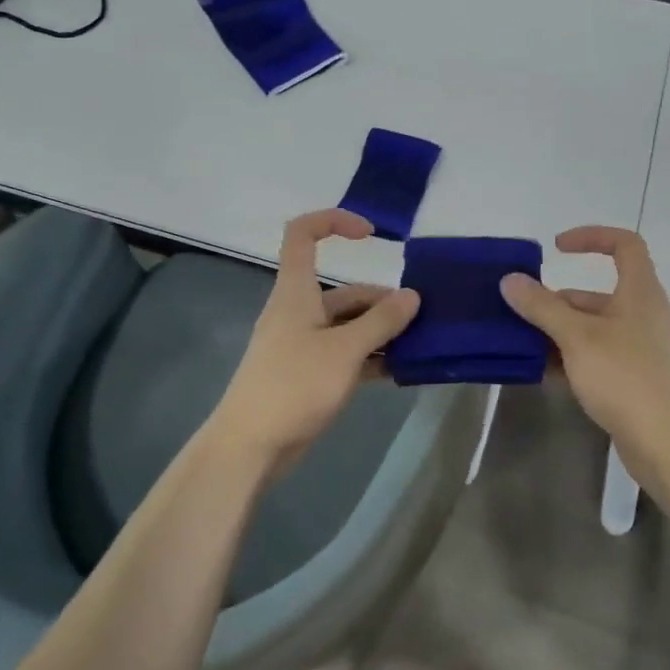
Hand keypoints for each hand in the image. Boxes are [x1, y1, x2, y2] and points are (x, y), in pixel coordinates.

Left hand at [202, 210, 420, 474]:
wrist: (250, 447)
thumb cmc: (294, 386)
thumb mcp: (344, 350)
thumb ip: (381, 322)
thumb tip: (412, 295)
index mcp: (296, 292)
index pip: (303, 234)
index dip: (334, 221)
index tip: (371, 235)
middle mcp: (298, 311)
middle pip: (343, 290)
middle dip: (382, 301)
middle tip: (420, 321)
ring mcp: (303, 344)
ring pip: (348, 325)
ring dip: (380, 332)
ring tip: (416, 347)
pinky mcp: (308, 374)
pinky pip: (345, 354)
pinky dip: (370, 358)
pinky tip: (398, 371)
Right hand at [499, 227, 669, 476]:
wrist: (667, 444)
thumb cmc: (625, 378)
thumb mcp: (577, 337)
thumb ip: (542, 307)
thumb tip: (511, 280)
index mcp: (640, 293)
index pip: (625, 245)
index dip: (592, 237)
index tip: (556, 248)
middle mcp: (644, 315)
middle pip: (598, 293)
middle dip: (558, 301)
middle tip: (522, 314)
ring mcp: (641, 349)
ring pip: (594, 328)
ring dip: (560, 333)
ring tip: (524, 346)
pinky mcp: (635, 379)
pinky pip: (598, 356)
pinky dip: (572, 358)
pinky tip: (545, 374)